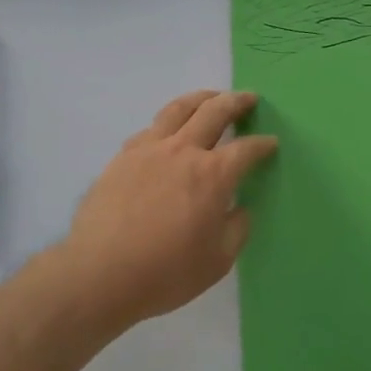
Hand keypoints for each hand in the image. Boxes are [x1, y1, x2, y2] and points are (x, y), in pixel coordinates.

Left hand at [49, 90, 277, 329]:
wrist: (100, 273)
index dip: (262, 145)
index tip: (270, 143)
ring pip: (179, 109)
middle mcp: (183, 151)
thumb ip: (236, 229)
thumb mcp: (217, 261)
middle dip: (236, 102)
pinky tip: (168, 129)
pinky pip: (151, 128)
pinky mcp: (123, 157)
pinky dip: (168, 122)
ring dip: (201, 98)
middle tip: (249, 98)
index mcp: (213, 175)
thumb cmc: (165, 272)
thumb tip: (239, 209)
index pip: (246, 149)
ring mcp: (149, 149)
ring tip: (211, 97)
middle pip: (215, 112)